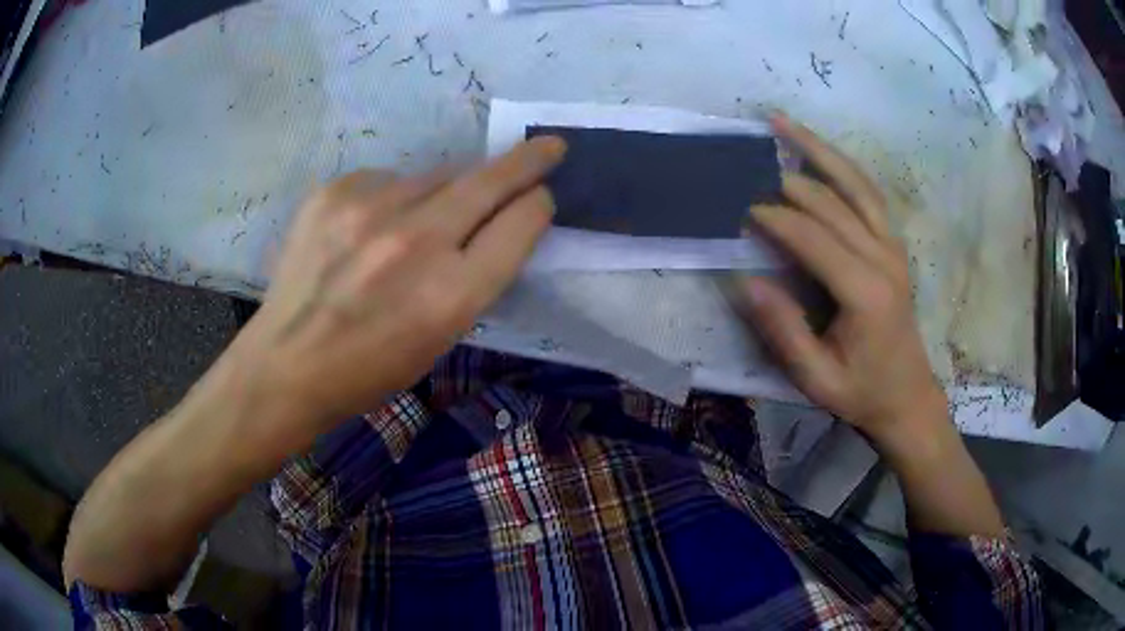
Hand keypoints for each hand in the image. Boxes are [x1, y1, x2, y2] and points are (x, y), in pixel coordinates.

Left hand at [227, 138, 565, 444]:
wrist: (287, 364)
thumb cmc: (371, 369)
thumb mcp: (441, 339)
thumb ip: (474, 277)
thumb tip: (492, 221)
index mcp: (451, 294)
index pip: (520, 224)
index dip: (537, 207)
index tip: (540, 196)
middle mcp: (416, 242)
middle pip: (489, 181)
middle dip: (528, 161)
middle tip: (549, 146)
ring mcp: (369, 208)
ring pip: (436, 176)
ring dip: (445, 191)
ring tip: (415, 225)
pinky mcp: (334, 191)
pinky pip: (387, 179)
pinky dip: (391, 198)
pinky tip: (368, 228)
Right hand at [738, 116, 947, 444]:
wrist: (908, 396)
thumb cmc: (861, 392)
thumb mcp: (816, 378)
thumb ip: (783, 331)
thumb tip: (745, 281)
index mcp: (865, 292)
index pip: (813, 238)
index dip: (774, 219)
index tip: (739, 208)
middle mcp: (883, 257)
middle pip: (831, 201)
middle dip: (785, 182)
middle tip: (745, 166)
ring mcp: (892, 245)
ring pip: (855, 182)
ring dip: (817, 149)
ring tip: (780, 122)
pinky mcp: (893, 243)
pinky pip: (867, 192)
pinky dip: (841, 165)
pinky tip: (817, 150)